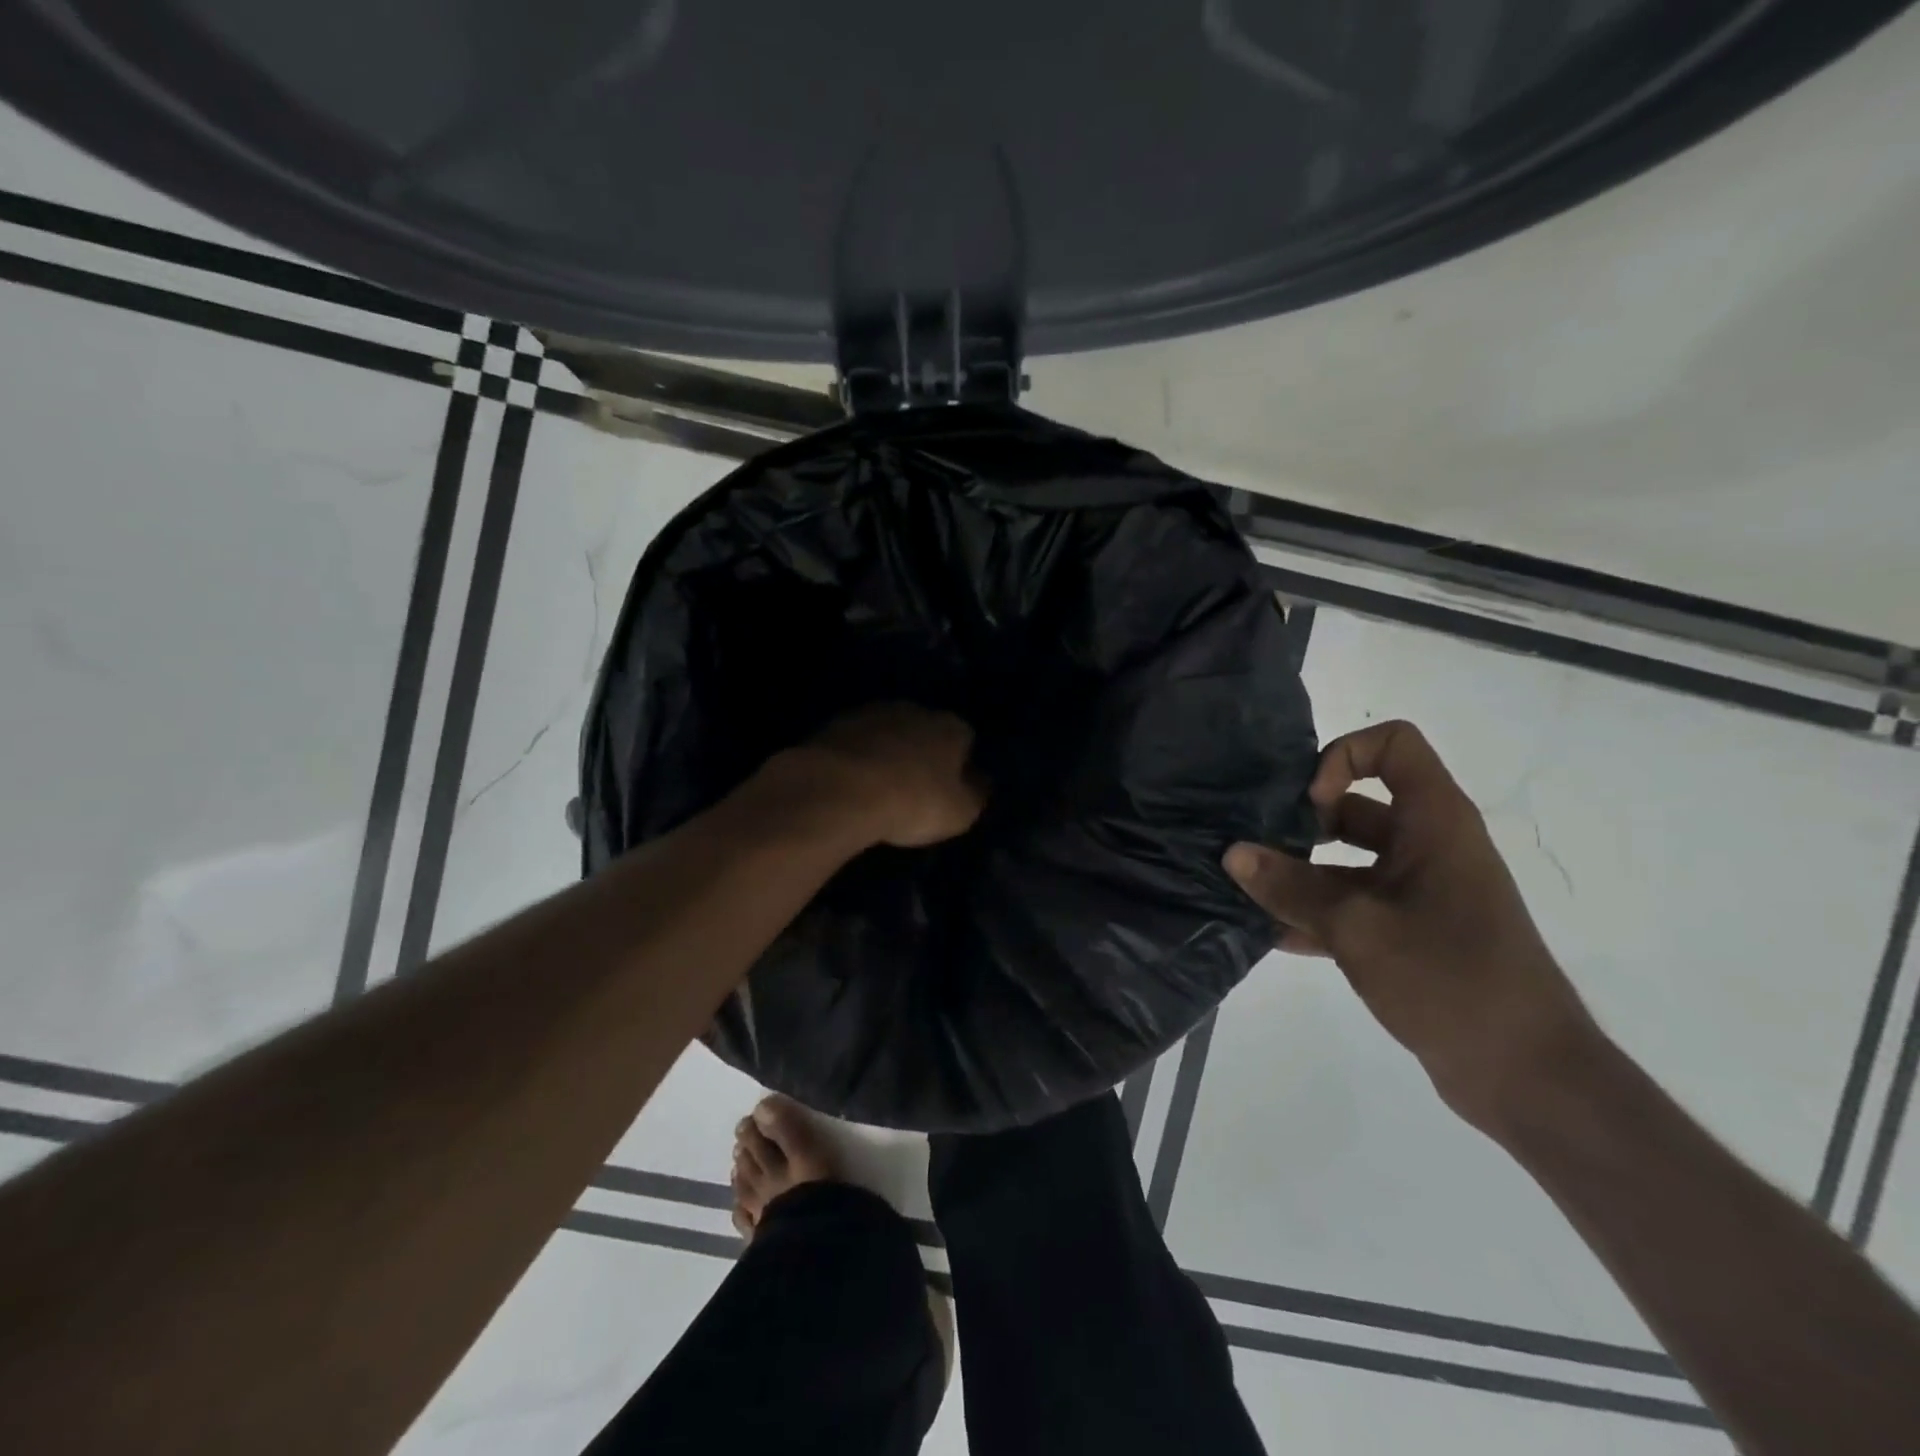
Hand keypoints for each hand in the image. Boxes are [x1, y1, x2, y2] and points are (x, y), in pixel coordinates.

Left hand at [786, 703, 985, 848]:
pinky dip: (857, 756)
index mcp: (951, 727)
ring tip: (879, 785)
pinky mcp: (835, 724)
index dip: (960, 763)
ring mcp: (872, 712)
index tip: (950, 787)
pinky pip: (856, 741)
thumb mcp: (960, 812)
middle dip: (922, 752)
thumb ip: (976, 794)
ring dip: (887, 751)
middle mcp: (915, 710)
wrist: (840, 788)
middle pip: (925, 730)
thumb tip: (981, 782)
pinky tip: (851, 781)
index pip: (965, 738)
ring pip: (888, 731)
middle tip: (914, 786)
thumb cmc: (912, 801)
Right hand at [1222, 720, 1595, 1133]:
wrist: (1526, 1075)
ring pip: (1345, 862)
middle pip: (1355, 806)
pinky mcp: (1408, 934)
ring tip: (1243, 890)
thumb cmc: (1450, 978)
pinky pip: (1350, 906)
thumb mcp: (1358, 928)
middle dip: (1299, 823)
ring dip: (1297, 874)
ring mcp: (1418, 892)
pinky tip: (1267, 934)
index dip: (1342, 758)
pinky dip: (1313, 913)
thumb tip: (1232, 854)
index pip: (1392, 746)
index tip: (1308, 805)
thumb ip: (1290, 888)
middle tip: (1251, 847)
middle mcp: (1426, 846)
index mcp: (1434, 823)